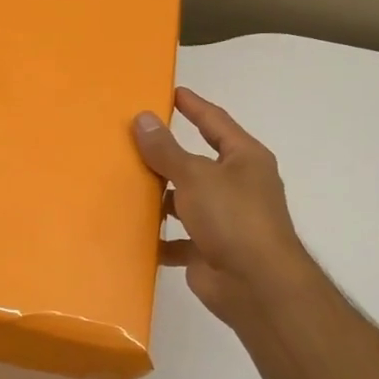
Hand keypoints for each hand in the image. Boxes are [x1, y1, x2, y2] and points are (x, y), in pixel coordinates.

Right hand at [133, 87, 312, 333]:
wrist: (256, 286)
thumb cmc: (233, 218)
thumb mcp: (195, 176)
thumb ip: (166, 150)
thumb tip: (143, 118)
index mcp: (244, 159)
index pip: (216, 122)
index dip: (194, 106)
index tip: (171, 93)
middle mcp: (238, 186)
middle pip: (196, 163)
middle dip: (167, 155)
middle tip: (131, 139)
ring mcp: (225, 220)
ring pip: (185, 201)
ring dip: (160, 198)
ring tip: (123, 185)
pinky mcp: (209, 250)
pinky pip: (178, 238)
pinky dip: (159, 237)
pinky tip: (133, 231)